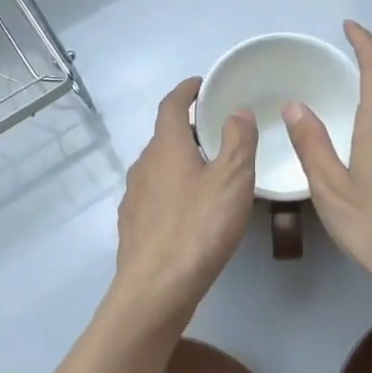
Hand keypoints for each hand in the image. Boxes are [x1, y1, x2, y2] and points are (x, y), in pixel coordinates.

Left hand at [114, 78, 256, 314]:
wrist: (156, 288)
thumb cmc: (199, 227)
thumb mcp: (232, 179)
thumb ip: (238, 140)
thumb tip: (237, 110)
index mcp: (165, 147)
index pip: (171, 105)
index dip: (186, 90)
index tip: (202, 84)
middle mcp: (143, 165)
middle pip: (164, 136)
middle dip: (188, 129)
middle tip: (217, 131)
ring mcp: (134, 196)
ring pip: (159, 167)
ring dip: (181, 161)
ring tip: (209, 172)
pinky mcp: (133, 225)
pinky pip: (155, 195)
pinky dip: (173, 189)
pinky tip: (190, 210)